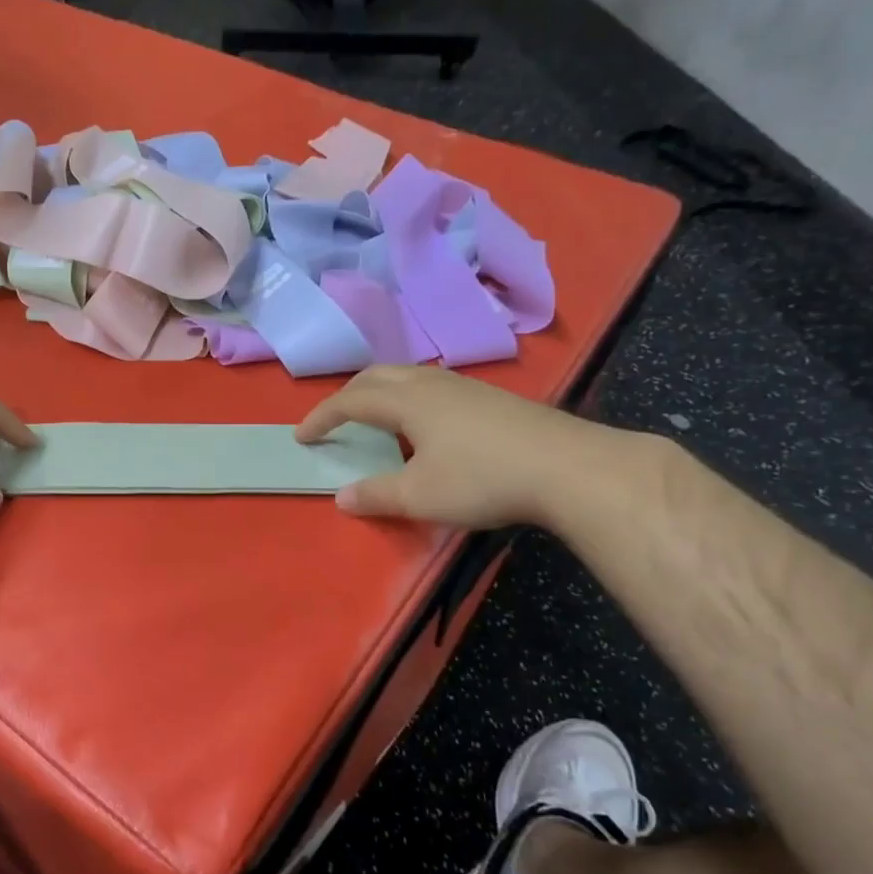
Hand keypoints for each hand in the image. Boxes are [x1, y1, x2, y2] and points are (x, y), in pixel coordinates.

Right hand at [295, 365, 618, 528]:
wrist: (570, 468)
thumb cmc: (483, 479)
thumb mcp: (420, 496)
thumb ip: (376, 495)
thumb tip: (341, 497)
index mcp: (407, 400)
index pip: (350, 401)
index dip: (322, 417)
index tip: (302, 436)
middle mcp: (431, 383)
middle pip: (377, 376)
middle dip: (347, 395)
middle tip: (333, 420)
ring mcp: (466, 387)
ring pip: (408, 376)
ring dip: (380, 392)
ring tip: (375, 419)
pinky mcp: (491, 398)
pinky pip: (432, 386)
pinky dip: (409, 398)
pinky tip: (425, 426)